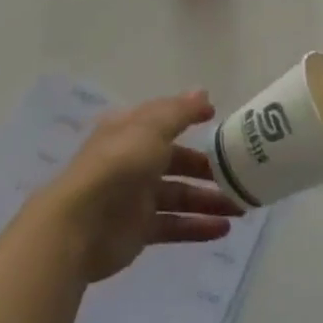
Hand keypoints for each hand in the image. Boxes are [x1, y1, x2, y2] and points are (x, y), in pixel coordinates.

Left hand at [31, 92, 243, 282]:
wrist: (80, 224)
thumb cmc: (118, 165)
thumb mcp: (151, 128)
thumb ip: (179, 112)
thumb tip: (203, 92)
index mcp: (131, 131)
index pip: (165, 119)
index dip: (190, 117)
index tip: (219, 120)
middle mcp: (134, 160)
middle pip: (177, 160)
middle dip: (208, 168)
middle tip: (241, 175)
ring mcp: (136, 197)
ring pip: (180, 195)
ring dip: (209, 200)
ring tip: (242, 206)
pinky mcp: (139, 229)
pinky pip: (174, 225)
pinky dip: (197, 227)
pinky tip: (223, 230)